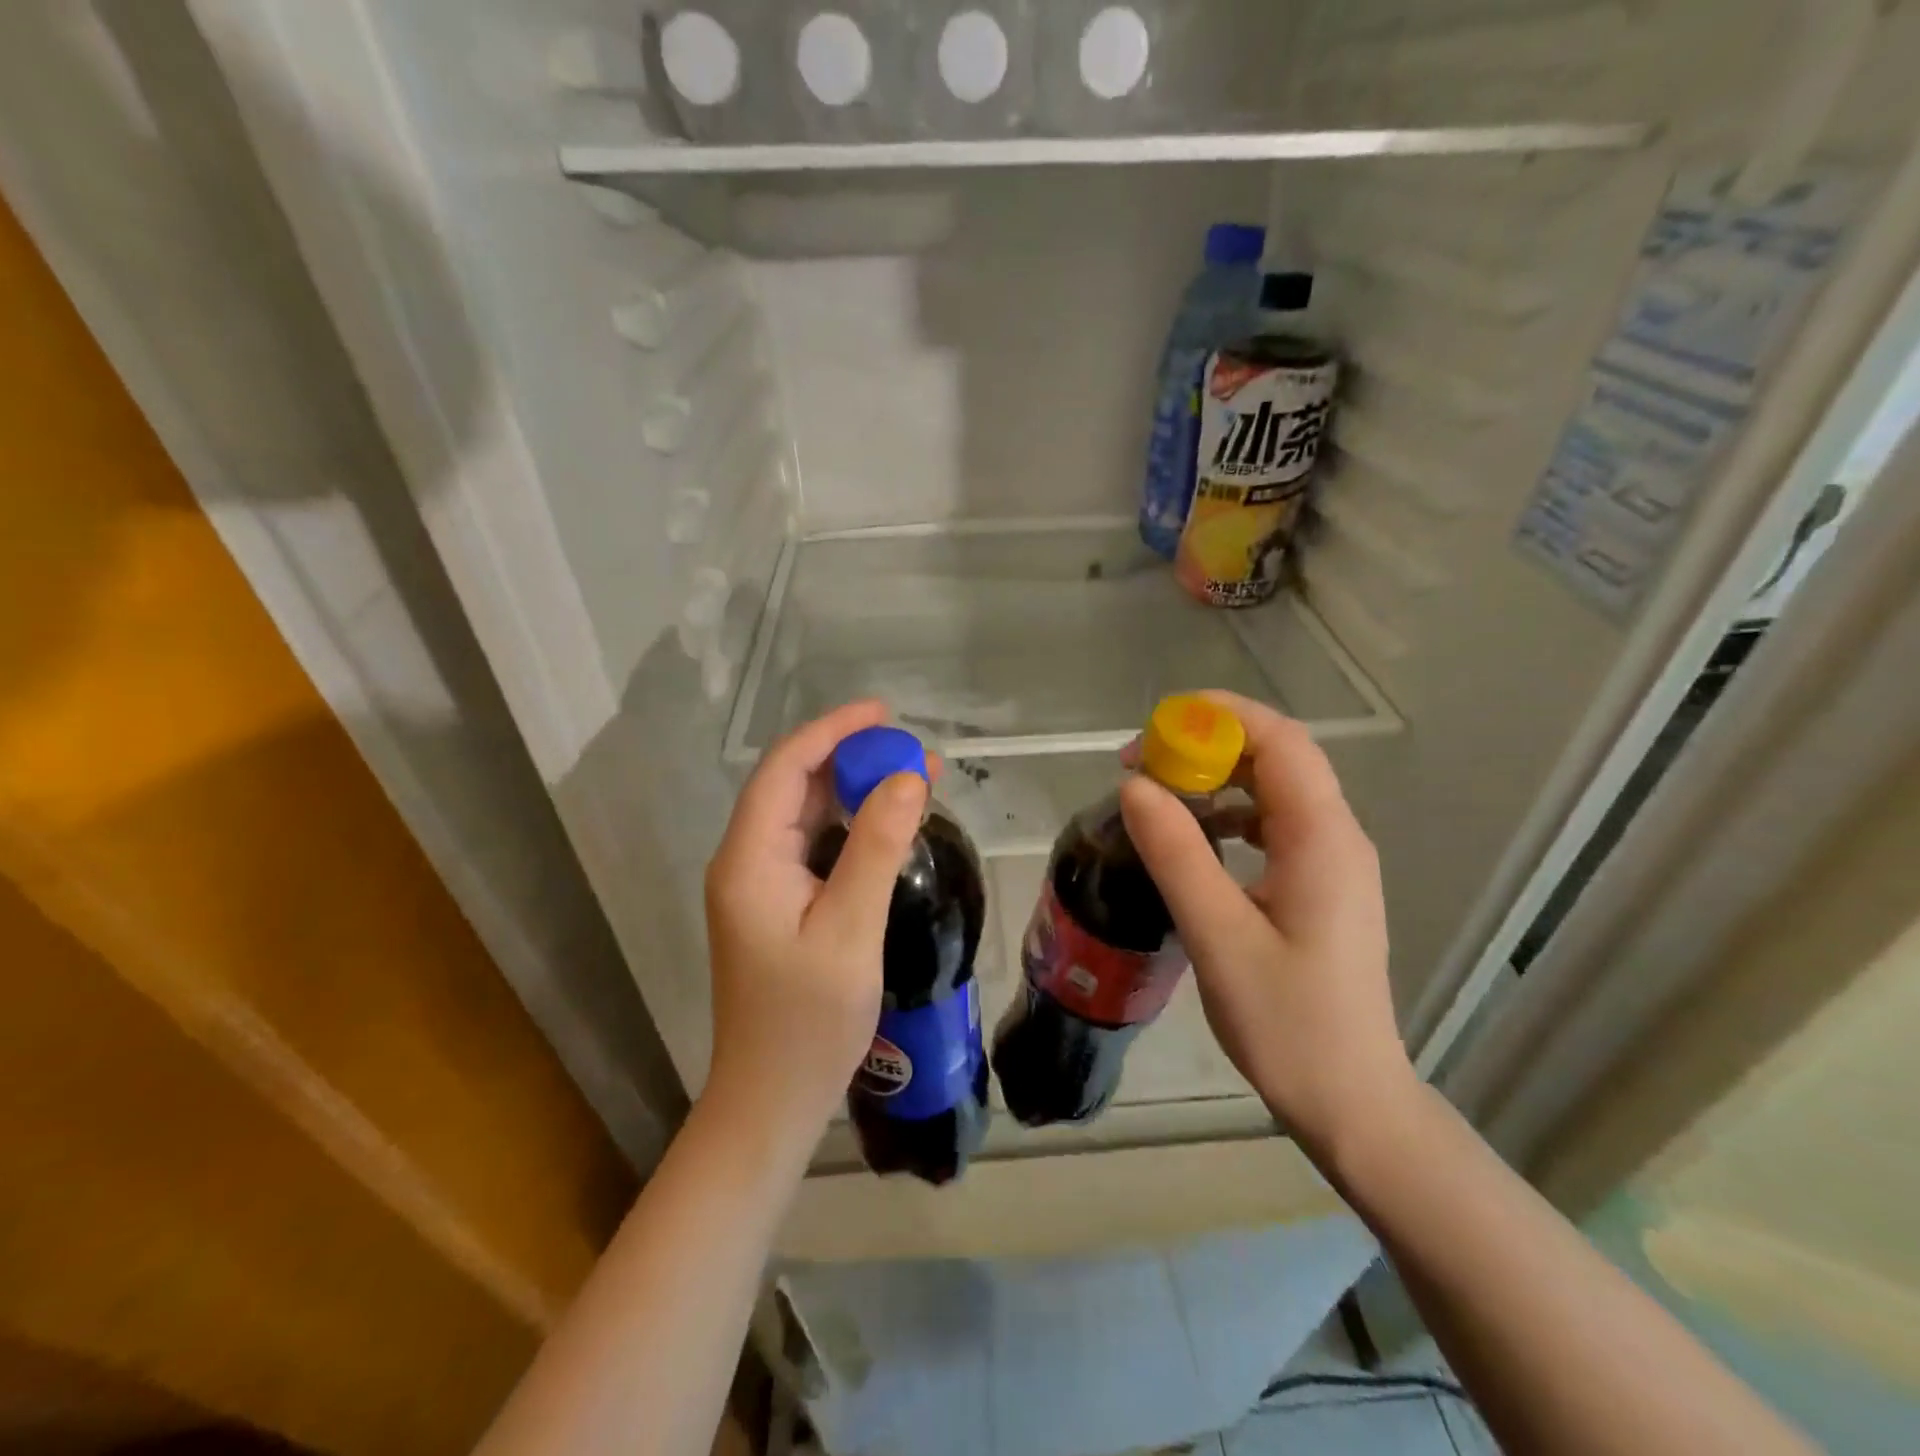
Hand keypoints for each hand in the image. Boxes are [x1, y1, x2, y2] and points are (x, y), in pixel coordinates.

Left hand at [703, 701, 930, 1132]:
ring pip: (804, 815)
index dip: (831, 732)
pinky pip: (812, 845)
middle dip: (849, 759)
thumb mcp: (851, 930)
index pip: (784, 769)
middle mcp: (745, 861)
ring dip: (853, 790)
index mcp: (749, 860)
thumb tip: (907, 776)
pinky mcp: (777, 904)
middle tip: (910, 750)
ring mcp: (759, 884)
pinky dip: (849, 824)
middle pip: (793, 786)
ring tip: (910, 776)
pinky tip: (886, 822)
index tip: (883, 715)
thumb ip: (877, 848)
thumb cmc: (808, 1022)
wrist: (772, 1099)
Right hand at [1118, 691, 1414, 1155]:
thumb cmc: (1287, 1023)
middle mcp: (1336, 837)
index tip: (1155, 728)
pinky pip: (1273, 824)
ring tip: (1160, 796)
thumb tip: (1135, 785)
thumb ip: (1177, 855)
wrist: (1350, 1100)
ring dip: (1217, 778)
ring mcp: (1332, 862)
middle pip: (1278, 757)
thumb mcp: (1218, 935)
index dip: (1219, 717)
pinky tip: (1195, 839)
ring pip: (1274, 789)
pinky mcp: (1319, 885)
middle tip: (1144, 764)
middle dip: (1210, 744)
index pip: (1280, 741)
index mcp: (1322, 839)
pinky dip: (1230, 814)